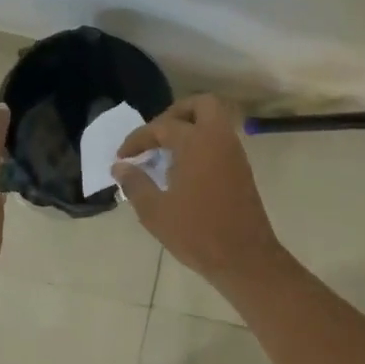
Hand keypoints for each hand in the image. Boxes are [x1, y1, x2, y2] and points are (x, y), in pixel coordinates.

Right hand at [112, 94, 284, 286]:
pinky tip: (182, 170)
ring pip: (214, 122)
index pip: (163, 127)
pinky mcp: (242, 170)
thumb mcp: (155, 211)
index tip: (122, 156)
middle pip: (201, 105)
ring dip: (190, 128)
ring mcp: (235, 154)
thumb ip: (135, 183)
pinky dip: (201, 144)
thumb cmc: (196, 233)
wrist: (244, 258)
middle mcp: (219, 140)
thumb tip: (120, 167)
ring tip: (165, 153)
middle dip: (175, 114)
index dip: (138, 139)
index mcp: (197, 143)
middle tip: (155, 136)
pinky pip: (220, 141)